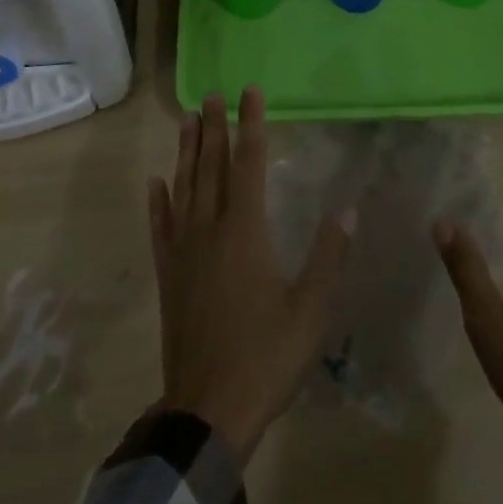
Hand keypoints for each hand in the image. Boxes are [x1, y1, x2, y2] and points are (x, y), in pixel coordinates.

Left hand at [148, 88, 353, 461]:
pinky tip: (155, 182)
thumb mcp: (311, 310)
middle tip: (212, 93)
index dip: (251, 124)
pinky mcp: (168, 276)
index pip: (249, 163)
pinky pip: (160, 228)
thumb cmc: (266, 357)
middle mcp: (210, 230)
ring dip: (186, 151)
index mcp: (245, 232)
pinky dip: (158, 202)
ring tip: (187, 119)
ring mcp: (183, 252)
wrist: (208, 412)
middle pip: (211, 167)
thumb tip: (347, 210)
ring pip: (184, 188)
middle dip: (214, 127)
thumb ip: (329, 257)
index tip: (249, 92)